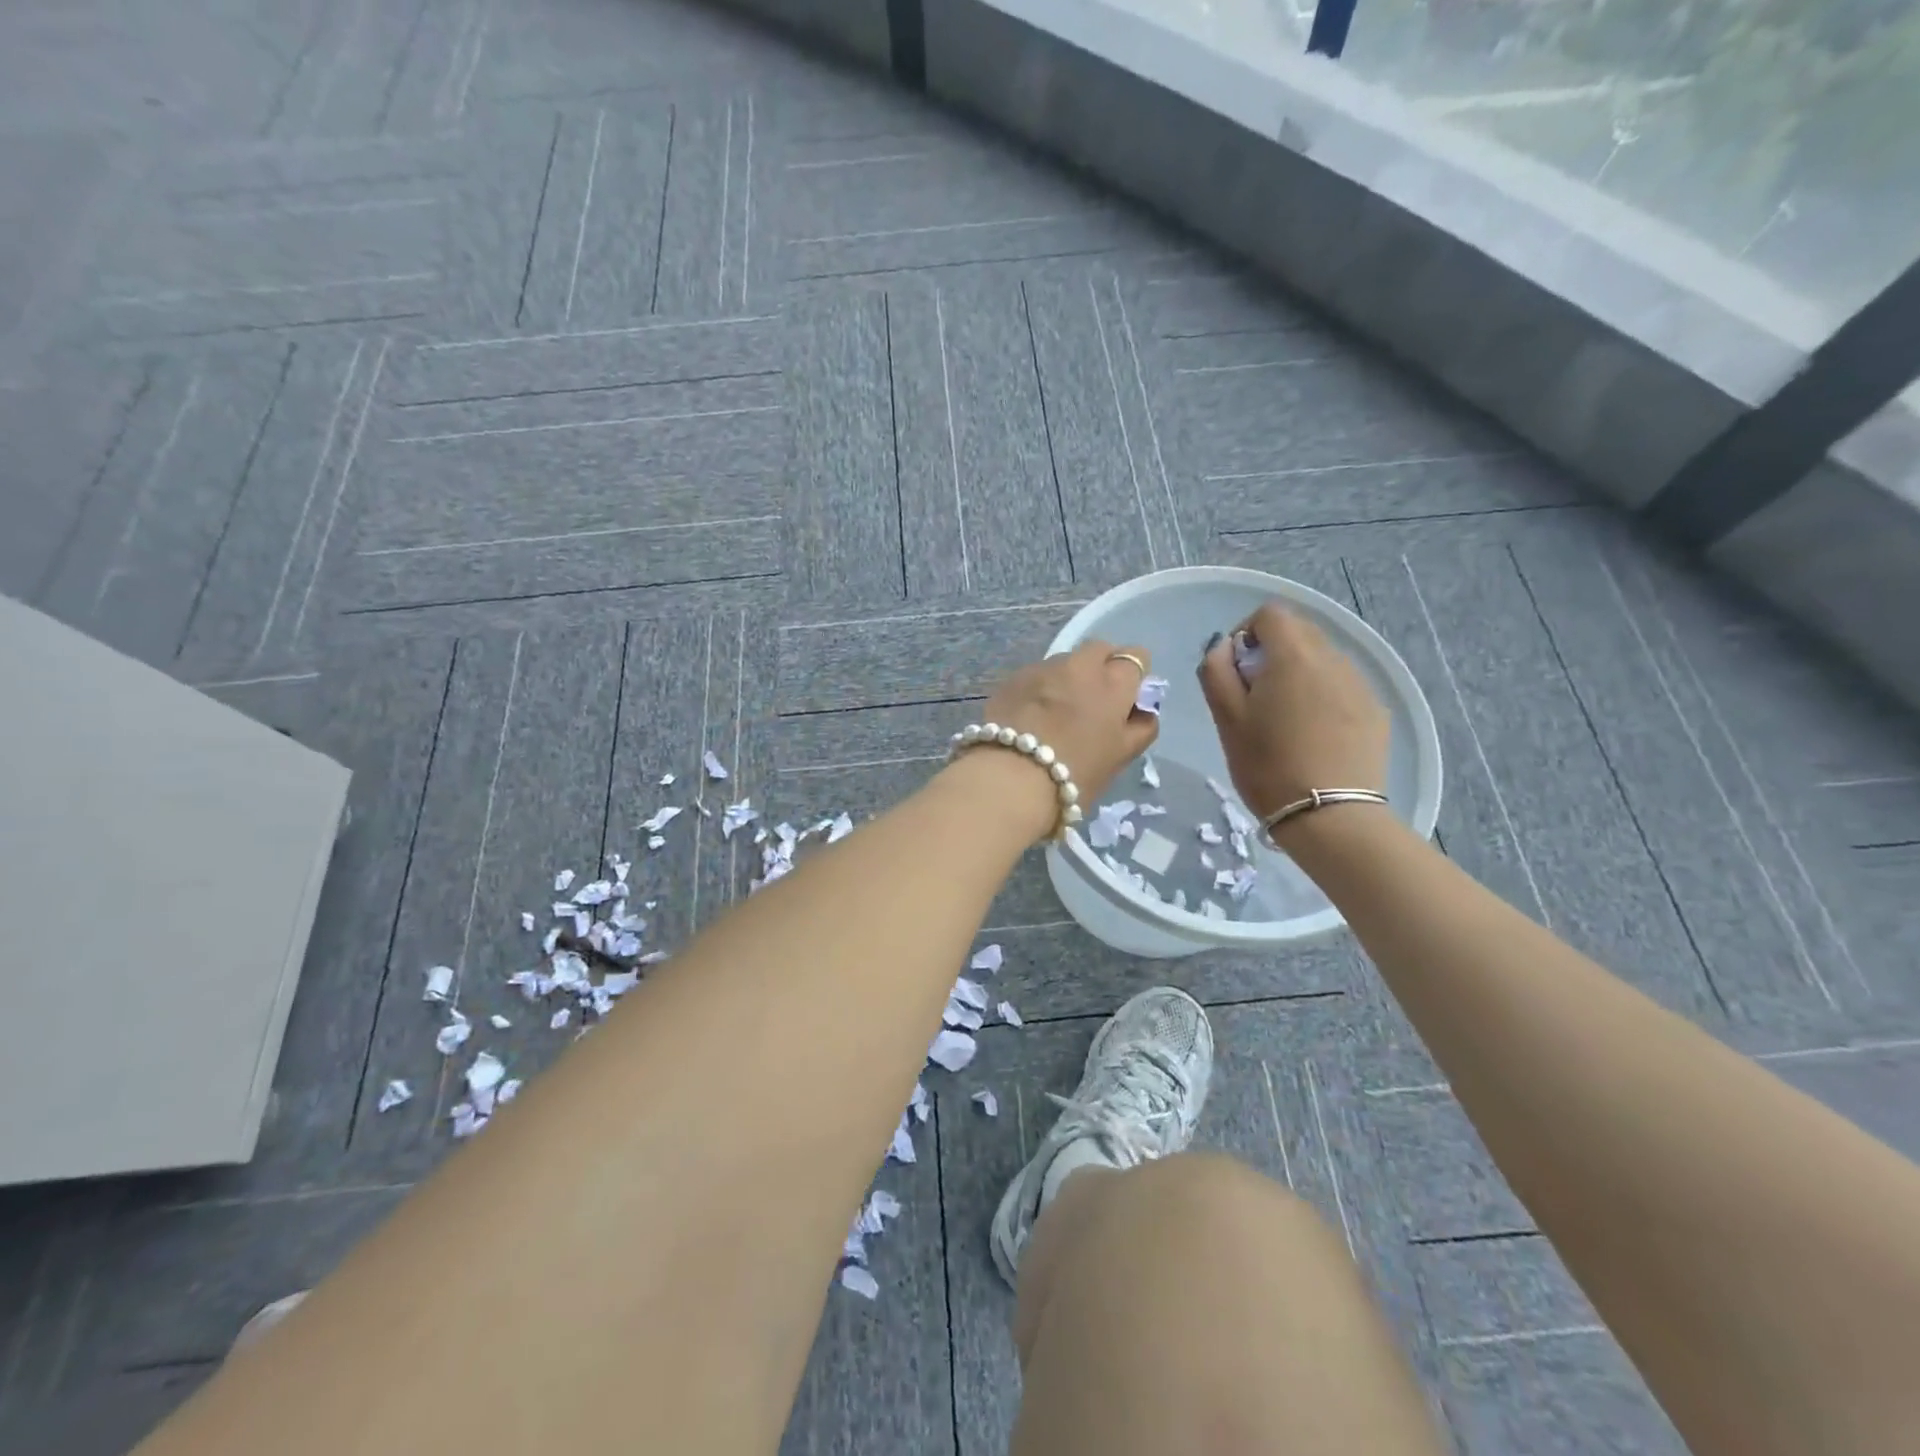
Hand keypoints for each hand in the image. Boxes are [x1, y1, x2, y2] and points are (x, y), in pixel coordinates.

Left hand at [968, 641, 1160, 835]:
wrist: (1011, 779)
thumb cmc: (1076, 772)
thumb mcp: (1121, 756)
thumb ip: (1141, 727)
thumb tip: (1143, 710)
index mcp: (1113, 682)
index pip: (1135, 657)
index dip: (1133, 676)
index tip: (1125, 699)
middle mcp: (1079, 665)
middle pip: (1098, 650)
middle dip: (1101, 668)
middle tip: (1093, 703)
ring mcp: (1042, 668)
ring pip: (1064, 662)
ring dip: (1067, 679)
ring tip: (1057, 713)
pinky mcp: (1012, 679)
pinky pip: (1035, 676)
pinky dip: (1039, 689)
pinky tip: (1030, 717)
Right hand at [1198, 603, 1388, 820]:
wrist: (1330, 816)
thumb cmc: (1267, 765)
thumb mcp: (1227, 719)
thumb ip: (1216, 672)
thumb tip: (1222, 648)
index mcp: (1293, 656)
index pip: (1270, 614)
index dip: (1246, 633)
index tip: (1236, 669)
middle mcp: (1332, 658)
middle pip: (1299, 631)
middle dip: (1272, 652)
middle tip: (1256, 695)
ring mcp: (1359, 684)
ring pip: (1322, 659)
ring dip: (1298, 673)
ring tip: (1286, 718)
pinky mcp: (1375, 710)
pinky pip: (1341, 685)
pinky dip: (1322, 695)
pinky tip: (1314, 734)